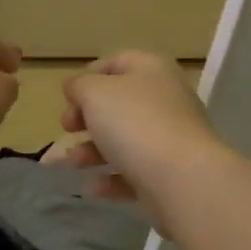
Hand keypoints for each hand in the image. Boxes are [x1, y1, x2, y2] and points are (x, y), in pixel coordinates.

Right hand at [61, 51, 225, 204]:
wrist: (183, 179)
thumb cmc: (135, 123)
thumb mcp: (95, 93)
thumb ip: (79, 86)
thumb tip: (76, 89)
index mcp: (152, 70)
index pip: (117, 61)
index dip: (89, 75)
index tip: (68, 97)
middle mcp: (166, 99)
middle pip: (119, 103)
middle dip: (87, 117)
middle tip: (67, 128)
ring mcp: (171, 138)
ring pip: (125, 139)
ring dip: (93, 150)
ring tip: (74, 163)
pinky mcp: (170, 173)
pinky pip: (135, 171)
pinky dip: (112, 178)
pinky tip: (93, 187)